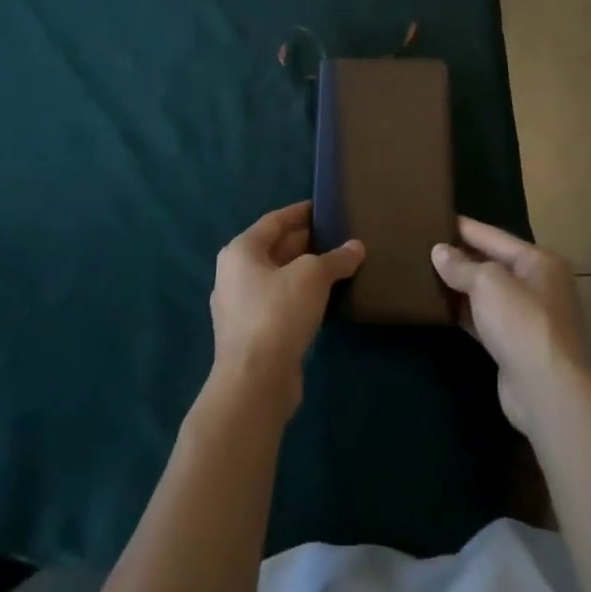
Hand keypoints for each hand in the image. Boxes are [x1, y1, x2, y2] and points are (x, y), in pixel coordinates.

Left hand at [209, 201, 363, 420]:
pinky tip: (325, 300)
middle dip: (307, 243)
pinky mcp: (251, 335)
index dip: (301, 212)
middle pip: (275, 248)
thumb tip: (356, 247)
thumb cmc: (278, 313)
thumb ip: (336, 258)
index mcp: (241, 250)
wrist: (254, 383)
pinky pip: (279, 304)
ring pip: (278, 278)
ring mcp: (240, 307)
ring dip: (305, 272)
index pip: (275, 220)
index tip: (325, 207)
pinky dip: (300, 297)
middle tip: (339, 237)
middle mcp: (234, 274)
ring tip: (338, 266)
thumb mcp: (313, 276)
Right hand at [432, 217, 588, 432]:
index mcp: (539, 261)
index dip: (463, 227)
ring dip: (461, 286)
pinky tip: (441, 308)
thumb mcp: (487, 283)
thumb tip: (439, 251)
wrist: (547, 392)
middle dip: (460, 257)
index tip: (434, 218)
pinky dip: (465, 313)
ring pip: (488, 293)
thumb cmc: (521, 323)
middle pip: (492, 263)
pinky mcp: (516, 345)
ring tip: (425, 273)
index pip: (493, 235)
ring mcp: (528, 317)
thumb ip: (461, 265)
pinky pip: (485, 319)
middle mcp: (538, 285)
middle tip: (423, 246)